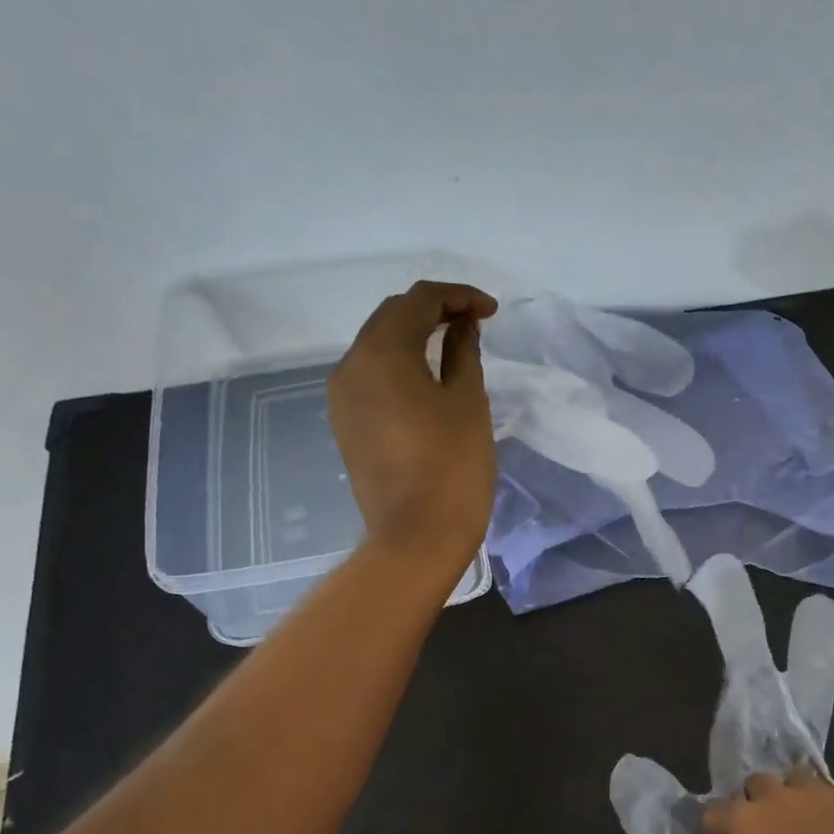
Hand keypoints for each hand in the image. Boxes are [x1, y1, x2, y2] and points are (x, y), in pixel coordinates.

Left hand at [328, 281, 498, 571]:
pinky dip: (399, 365)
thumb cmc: (453, 467)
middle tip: (474, 323)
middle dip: (433, 311)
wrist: (416, 537)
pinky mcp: (345, 423)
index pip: (419, 301)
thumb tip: (462, 326)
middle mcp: (350, 365)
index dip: (459, 296)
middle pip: (391, 317)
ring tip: (453, 347)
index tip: (492, 312)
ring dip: (414, 336)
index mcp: (381, 352)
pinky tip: (426, 379)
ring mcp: (342, 397)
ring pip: (377, 346)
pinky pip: (371, 376)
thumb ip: (463, 353)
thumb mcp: (467, 402)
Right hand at [703, 770, 833, 833]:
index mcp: (745, 821)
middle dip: (756, 801)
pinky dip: (829, 810)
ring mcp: (815, 792)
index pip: (713, 812)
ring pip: (795, 779)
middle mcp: (776, 796)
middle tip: (767, 828)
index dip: (715, 830)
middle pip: (755, 783)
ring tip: (804, 822)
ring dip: (793, 797)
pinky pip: (832, 795)